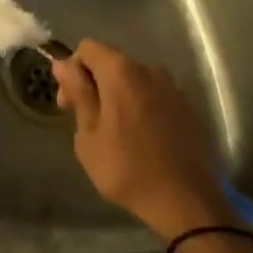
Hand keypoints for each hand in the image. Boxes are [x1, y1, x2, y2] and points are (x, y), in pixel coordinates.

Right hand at [52, 39, 239, 240]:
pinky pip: (156, 98)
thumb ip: (78, 93)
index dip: (72, 70)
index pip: (87, 48)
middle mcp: (149, 70)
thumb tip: (63, 64)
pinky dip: (143, 109)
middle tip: (88, 121)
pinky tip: (142, 140)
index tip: (69, 104)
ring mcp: (173, 89)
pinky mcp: (189, 110)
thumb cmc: (128, 169)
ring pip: (135, 82)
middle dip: (95, 84)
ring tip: (116, 133)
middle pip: (112, 63)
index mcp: (121, 71)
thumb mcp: (89, 134)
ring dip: (120, 97)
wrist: (188, 203)